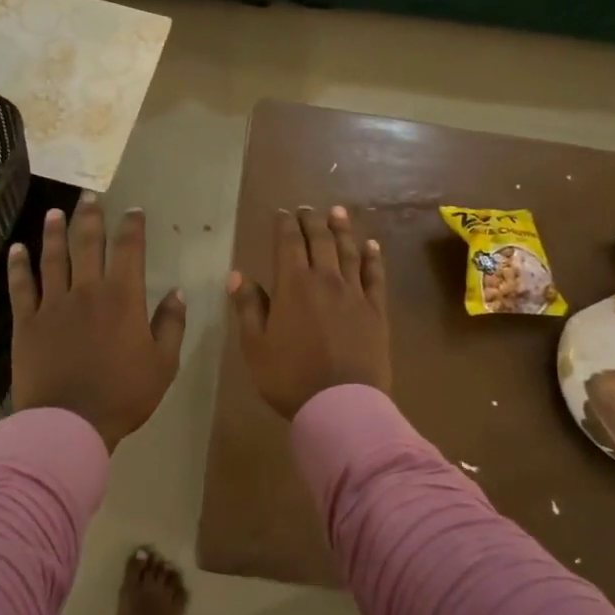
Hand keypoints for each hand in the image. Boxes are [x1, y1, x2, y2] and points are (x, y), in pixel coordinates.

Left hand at [8, 196, 186, 450]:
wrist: (69, 422)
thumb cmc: (123, 395)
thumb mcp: (163, 364)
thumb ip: (171, 325)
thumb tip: (177, 292)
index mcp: (122, 298)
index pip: (129, 250)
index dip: (132, 226)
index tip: (134, 210)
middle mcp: (87, 291)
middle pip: (88, 244)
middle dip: (91, 217)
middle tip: (91, 196)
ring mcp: (53, 304)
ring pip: (53, 258)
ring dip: (54, 232)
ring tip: (54, 212)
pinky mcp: (27, 322)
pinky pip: (21, 286)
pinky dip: (19, 266)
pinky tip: (17, 249)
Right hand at [229, 206, 390, 420]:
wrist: (340, 405)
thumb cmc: (289, 377)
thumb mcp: (255, 346)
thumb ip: (248, 307)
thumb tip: (237, 275)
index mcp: (293, 286)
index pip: (289, 244)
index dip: (285, 225)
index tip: (282, 213)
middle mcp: (326, 280)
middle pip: (320, 241)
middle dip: (312, 221)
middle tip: (308, 209)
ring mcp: (355, 294)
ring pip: (349, 252)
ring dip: (342, 229)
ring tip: (337, 212)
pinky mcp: (376, 311)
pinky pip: (375, 276)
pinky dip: (373, 258)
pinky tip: (371, 245)